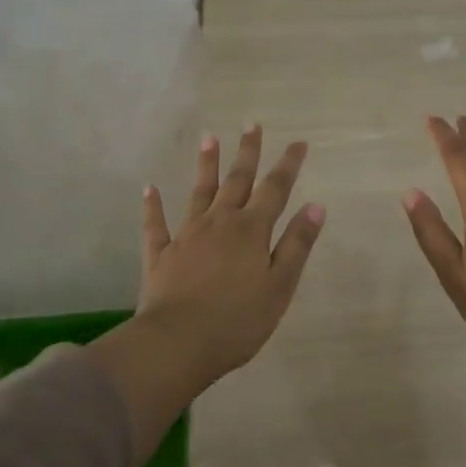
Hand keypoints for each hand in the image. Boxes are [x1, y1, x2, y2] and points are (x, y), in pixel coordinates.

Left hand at [135, 124, 325, 384]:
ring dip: (206, 165)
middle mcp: (220, 222)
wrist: (178, 344)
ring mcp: (187, 235)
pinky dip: (153, 206)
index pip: (275, 189)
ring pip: (199, 192)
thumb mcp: (279, 286)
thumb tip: (315, 206)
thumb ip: (296, 244)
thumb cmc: (237, 320)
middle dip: (247, 151)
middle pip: (237, 180)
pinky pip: (156, 224)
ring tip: (208, 137)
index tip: (299, 142)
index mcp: (251, 230)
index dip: (288, 165)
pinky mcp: (161, 254)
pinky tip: (150, 188)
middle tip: (251, 123)